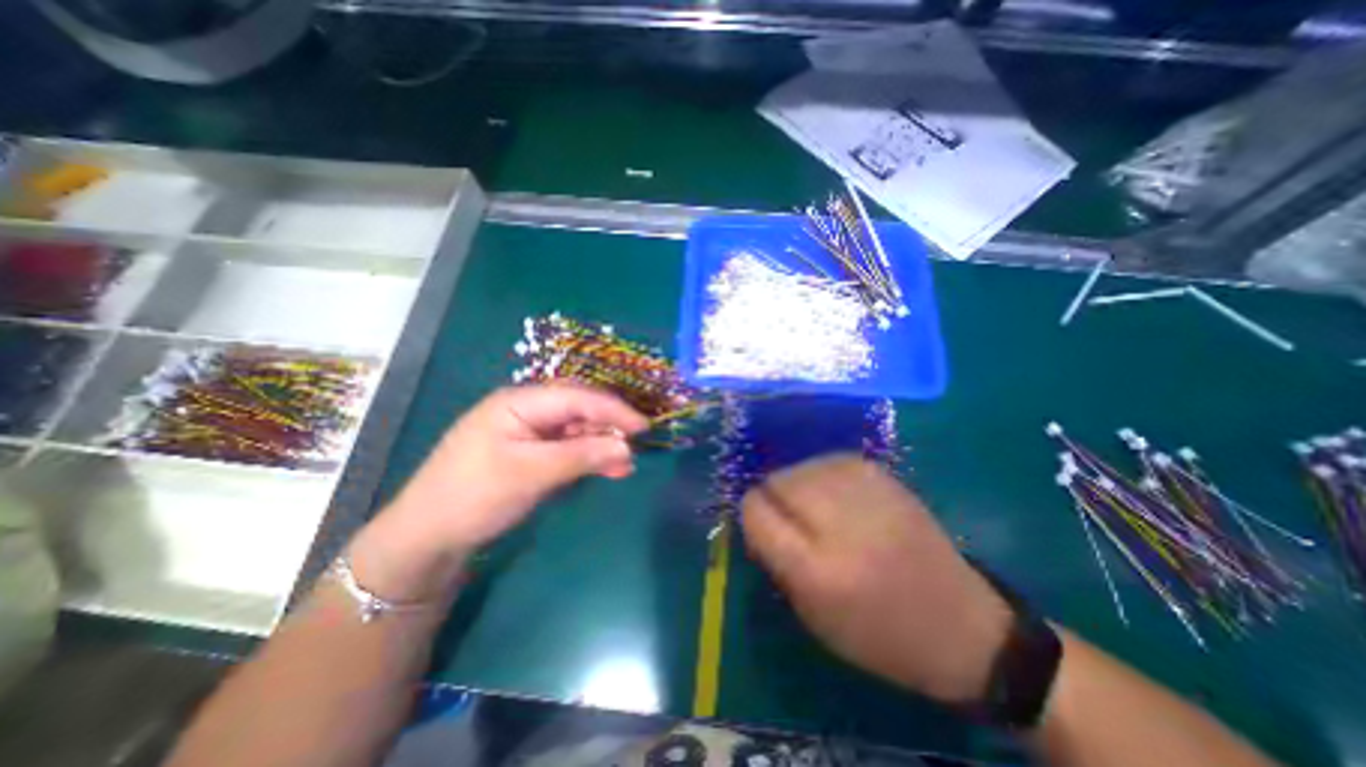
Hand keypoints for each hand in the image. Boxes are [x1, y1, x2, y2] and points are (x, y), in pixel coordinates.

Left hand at [350, 385, 650, 599]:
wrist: (428, 537)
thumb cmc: (475, 496)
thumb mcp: (532, 474)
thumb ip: (582, 456)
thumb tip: (627, 447)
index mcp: (519, 401)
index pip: (577, 397)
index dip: (613, 409)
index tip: (644, 426)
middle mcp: (526, 409)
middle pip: (578, 410)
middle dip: (608, 427)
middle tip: (636, 446)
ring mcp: (528, 431)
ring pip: (576, 430)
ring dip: (601, 445)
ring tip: (625, 465)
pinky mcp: (530, 452)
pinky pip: (566, 448)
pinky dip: (587, 457)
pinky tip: (607, 469)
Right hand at [738, 451, 1013, 704]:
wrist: (962, 626)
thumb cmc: (879, 635)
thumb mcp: (813, 616)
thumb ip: (776, 561)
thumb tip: (755, 516)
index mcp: (818, 570)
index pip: (757, 514)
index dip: (749, 513)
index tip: (756, 521)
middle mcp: (842, 525)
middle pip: (779, 481)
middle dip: (772, 495)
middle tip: (784, 513)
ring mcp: (869, 496)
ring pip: (804, 466)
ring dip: (796, 482)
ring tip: (810, 503)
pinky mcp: (888, 480)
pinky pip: (832, 459)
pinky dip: (822, 473)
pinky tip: (831, 490)